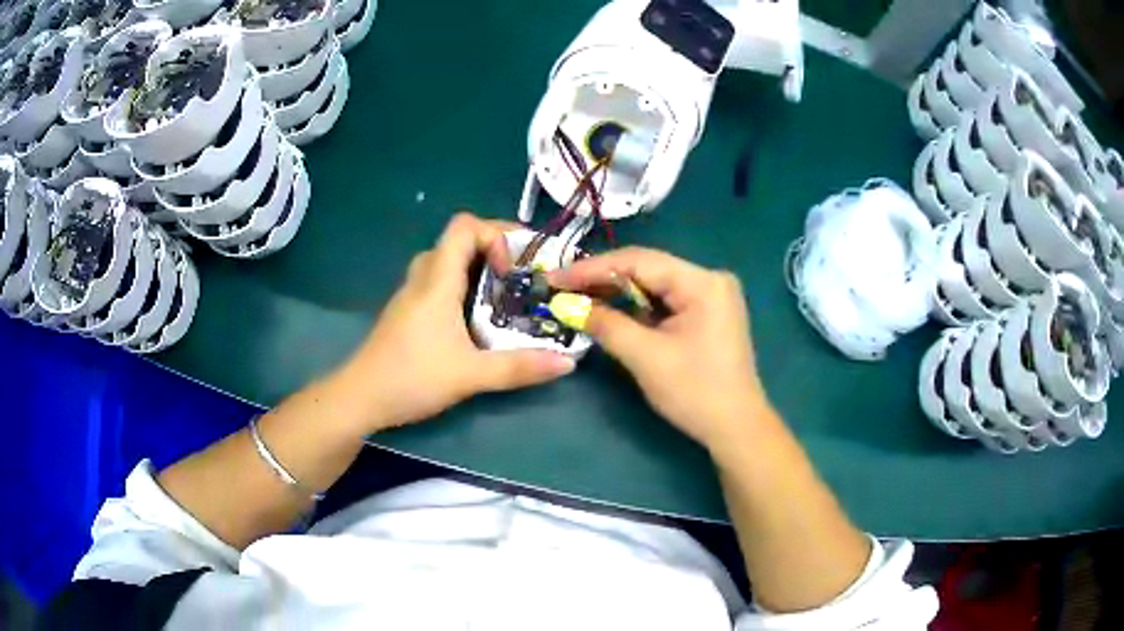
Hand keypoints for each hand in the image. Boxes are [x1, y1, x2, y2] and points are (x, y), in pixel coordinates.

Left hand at [336, 213, 574, 431]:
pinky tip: (475, 321)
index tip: (513, 269)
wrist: (359, 398)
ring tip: (503, 297)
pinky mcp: (407, 313)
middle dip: (492, 251)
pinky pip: (438, 283)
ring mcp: (411, 295)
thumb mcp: (470, 375)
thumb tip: (569, 362)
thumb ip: (519, 367)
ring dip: (476, 270)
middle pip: (457, 241)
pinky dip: (461, 287)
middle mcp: (423, 278)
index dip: (494, 234)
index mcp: (437, 280)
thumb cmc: (411, 378)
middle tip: (519, 278)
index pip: (464, 226)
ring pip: (446, 263)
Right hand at [550, 247, 767, 451]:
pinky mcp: (706, 315)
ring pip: (653, 286)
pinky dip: (635, 308)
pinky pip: (663, 302)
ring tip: (576, 298)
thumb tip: (566, 305)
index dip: (592, 268)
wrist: (735, 428)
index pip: (638, 261)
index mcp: (702, 282)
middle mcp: (709, 280)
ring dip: (616, 294)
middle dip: (602, 280)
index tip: (555, 278)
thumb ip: (605, 324)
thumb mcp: (646, 357)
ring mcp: (710, 297)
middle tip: (561, 288)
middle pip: (646, 269)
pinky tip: (608, 311)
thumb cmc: (695, 392)